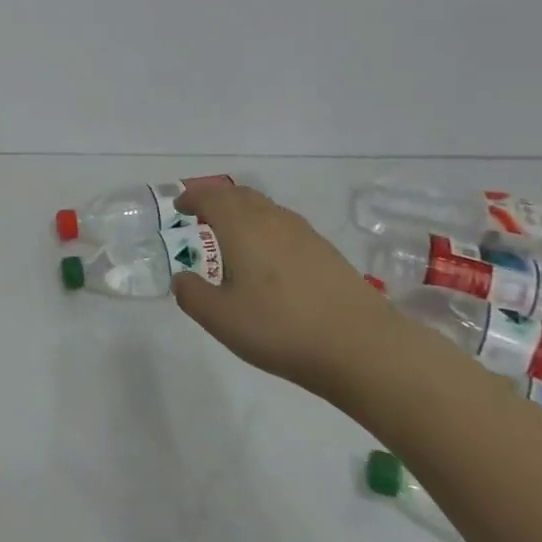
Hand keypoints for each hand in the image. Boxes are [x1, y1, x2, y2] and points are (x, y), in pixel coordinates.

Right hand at [170, 182, 395, 396]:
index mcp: (242, 227)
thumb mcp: (221, 319)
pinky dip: (264, 227)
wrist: (362, 347)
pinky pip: (284, 225)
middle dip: (216, 198)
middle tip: (200, 211)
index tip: (179, 206)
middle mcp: (272, 220)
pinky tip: (266, 256)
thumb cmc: (281, 328)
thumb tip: (181, 278)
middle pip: (239, 195)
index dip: (192, 198)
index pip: (211, 198)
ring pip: (265, 208)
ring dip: (242, 211)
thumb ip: (192, 295)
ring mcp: (304, 234)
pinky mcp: (326, 251)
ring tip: (230, 231)